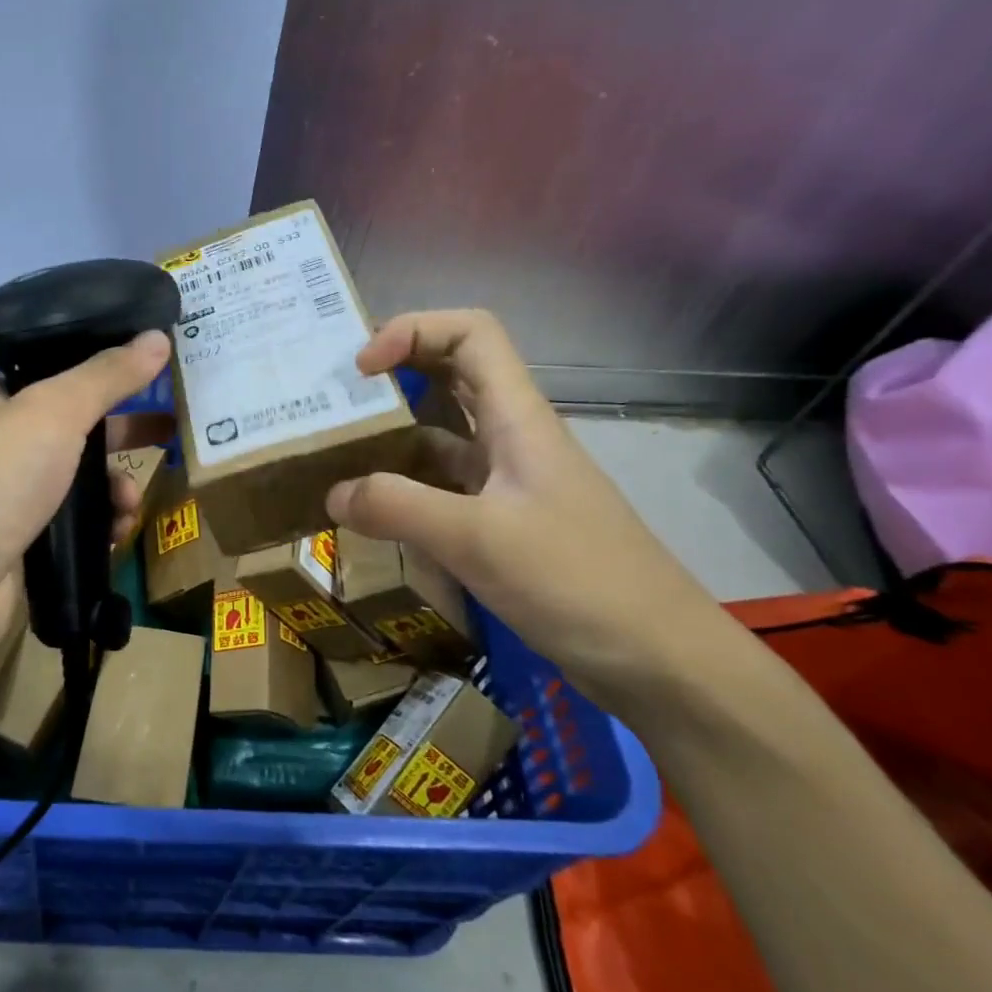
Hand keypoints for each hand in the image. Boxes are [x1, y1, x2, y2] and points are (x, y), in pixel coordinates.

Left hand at [0, 331, 172, 688]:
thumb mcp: (52, 412)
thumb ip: (107, 376)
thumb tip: (158, 336)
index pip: (51, 376)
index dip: (101, 376)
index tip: (150, 378)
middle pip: (72, 432)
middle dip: (120, 438)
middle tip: (167, 434)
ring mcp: (4, 502)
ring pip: (77, 484)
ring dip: (113, 490)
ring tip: (129, 506)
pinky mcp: (18, 549)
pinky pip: (72, 528)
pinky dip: (98, 528)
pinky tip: (115, 536)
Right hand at [325, 310, 733, 714]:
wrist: (659, 660)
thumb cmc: (578, 581)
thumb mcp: (478, 539)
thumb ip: (399, 508)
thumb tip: (332, 493)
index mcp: (518, 418)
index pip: (469, 334)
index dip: (412, 331)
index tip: (361, 370)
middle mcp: (512, 439)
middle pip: (450, 378)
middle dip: (392, 376)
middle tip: (332, 402)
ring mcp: (509, 484)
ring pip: (442, 437)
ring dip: (391, 437)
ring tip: (333, 456)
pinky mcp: (504, 526)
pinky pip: (443, 490)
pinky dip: (404, 490)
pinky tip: (371, 514)